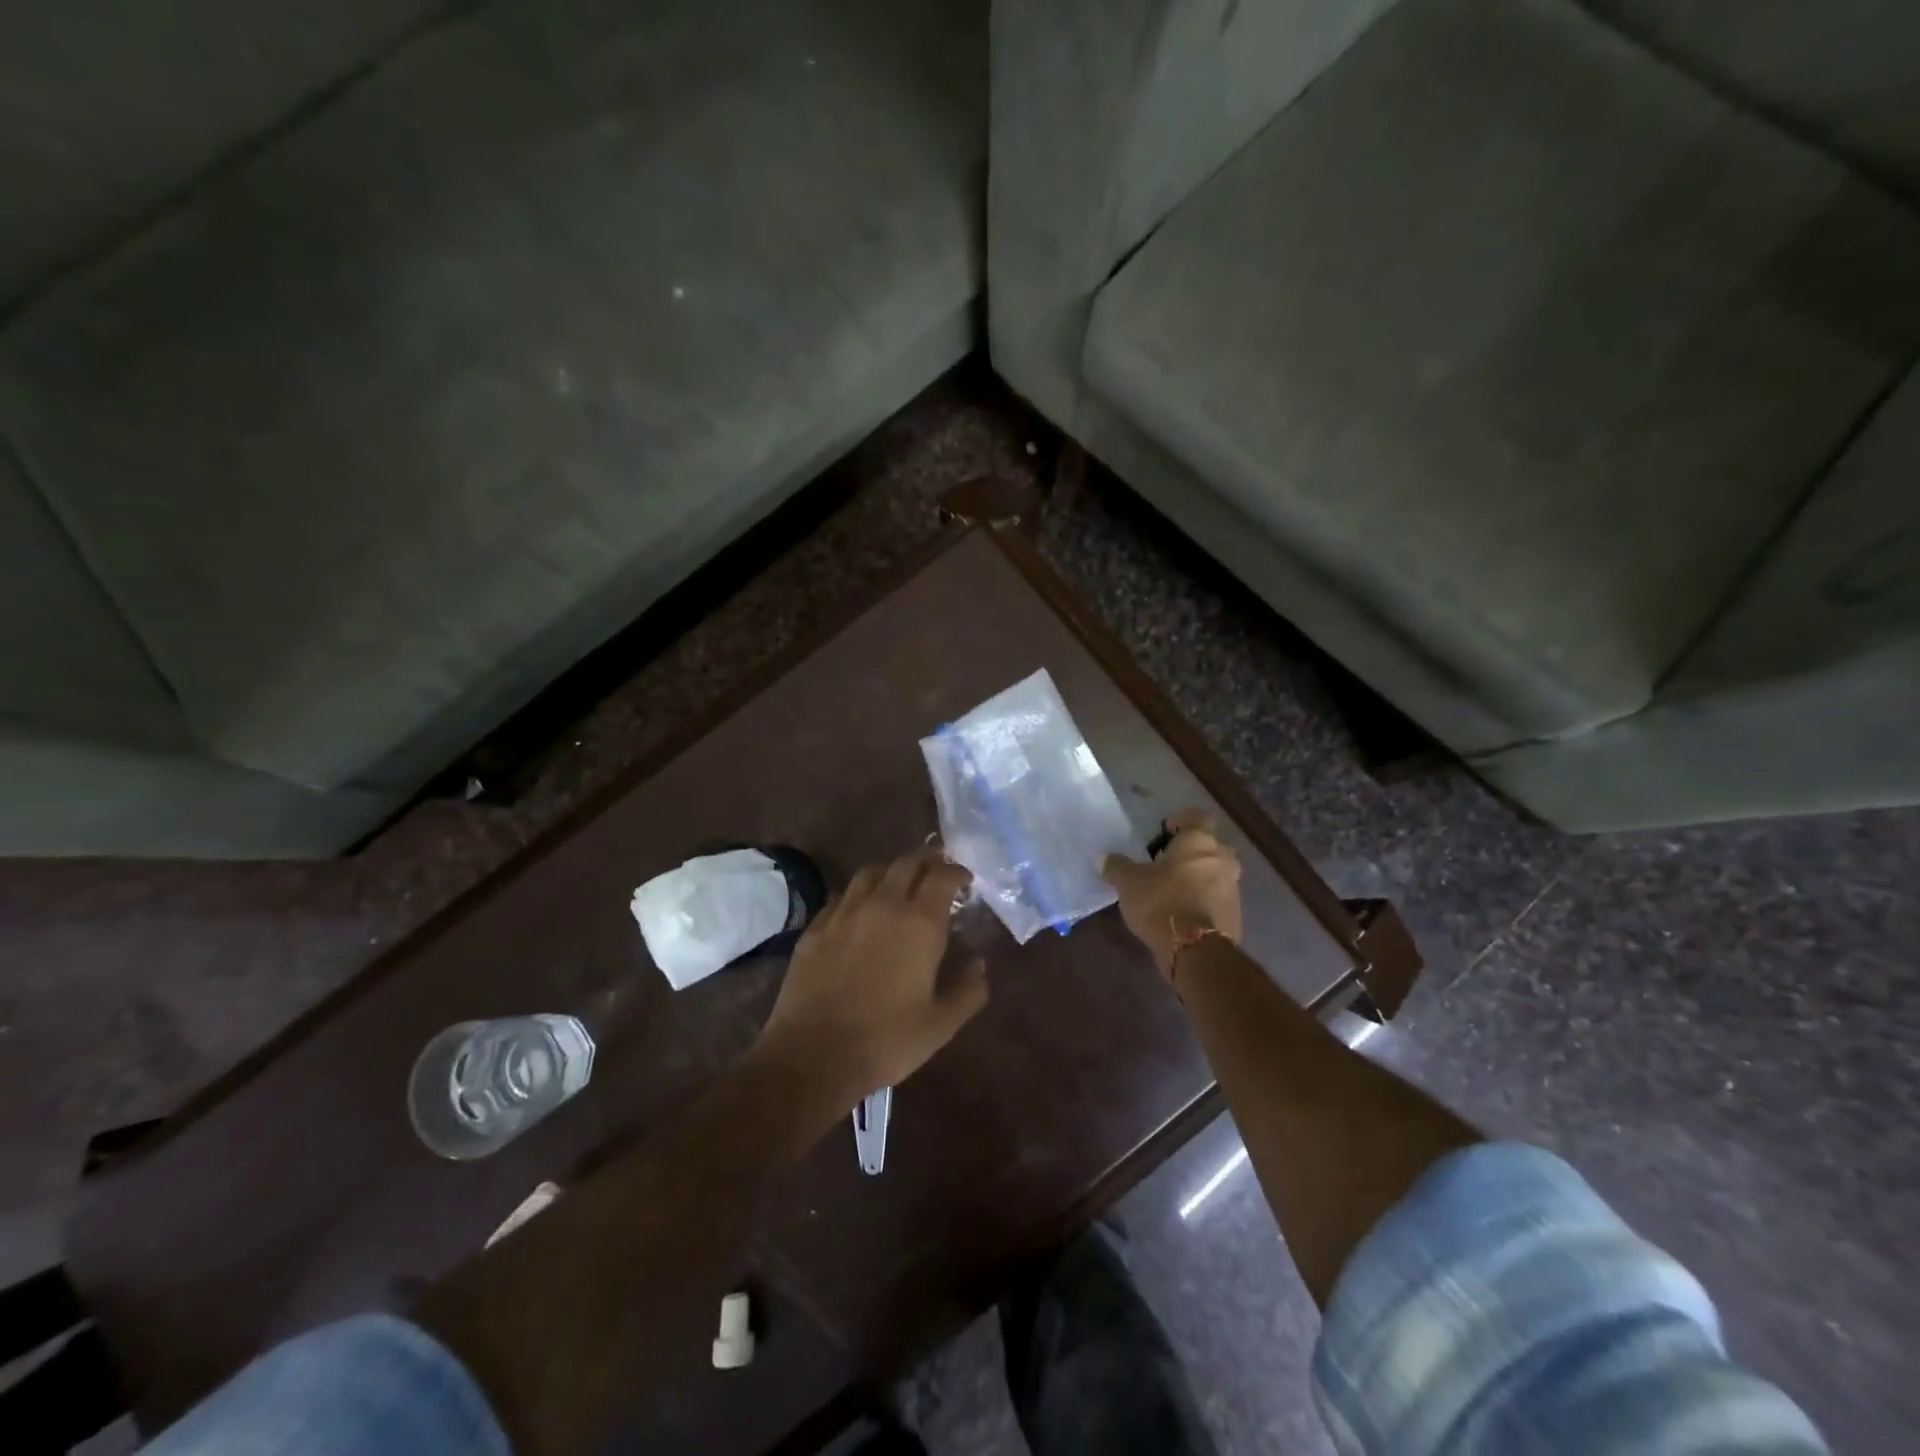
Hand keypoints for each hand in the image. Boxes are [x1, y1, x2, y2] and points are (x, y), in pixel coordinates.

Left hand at [755, 850, 987, 1105]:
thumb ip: (968, 990)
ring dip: (890, 871)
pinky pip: (841, 896)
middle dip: (926, 861)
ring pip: (870, 873)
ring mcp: (844, 913)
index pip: (942, 876)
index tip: (964, 881)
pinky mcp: (815, 927)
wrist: (814, 1055)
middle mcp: (883, 905)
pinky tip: (859, 910)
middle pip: (906, 863)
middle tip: (935, 873)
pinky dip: (858, 894)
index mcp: (919, 923)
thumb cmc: (887, 1040)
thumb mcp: (941, 1025)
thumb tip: (979, 964)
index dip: (957, 872)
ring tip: (898, 883)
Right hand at [1101, 809, 1242, 978]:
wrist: (1195, 950)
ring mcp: (1233, 888)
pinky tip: (1184, 914)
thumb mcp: (1129, 883)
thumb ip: (1117, 866)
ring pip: (1216, 874)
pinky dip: (1204, 902)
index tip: (1164, 833)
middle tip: (1166, 865)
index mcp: (1199, 841)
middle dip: (1190, 853)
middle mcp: (1222, 858)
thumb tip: (1103, 857)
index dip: (1181, 822)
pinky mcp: (1236, 915)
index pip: (1197, 817)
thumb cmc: (1161, 902)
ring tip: (1173, 892)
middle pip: (1210, 847)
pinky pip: (1218, 899)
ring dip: (1198, 878)